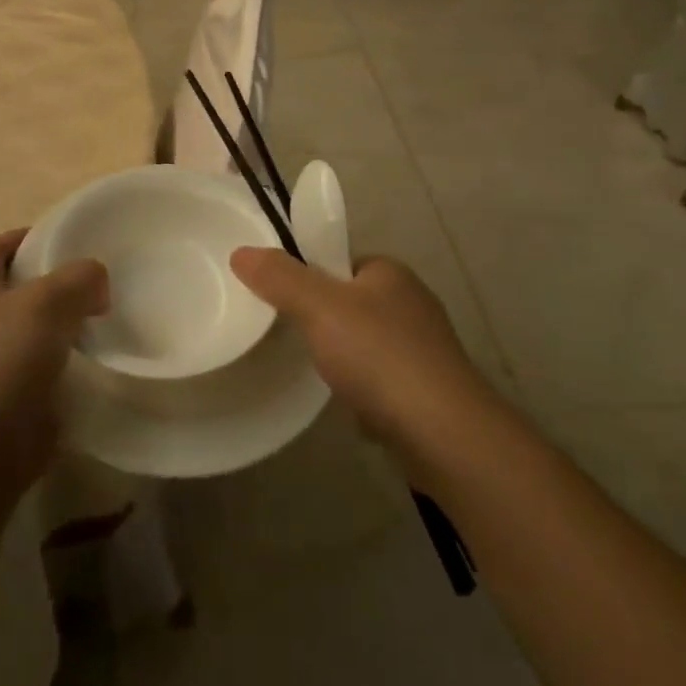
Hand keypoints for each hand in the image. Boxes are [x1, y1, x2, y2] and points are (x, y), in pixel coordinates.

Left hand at [0, 229, 107, 500]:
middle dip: (58, 282)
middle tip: (102, 279)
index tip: (71, 237)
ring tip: (109, 318)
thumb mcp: (46, 301)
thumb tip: (97, 281)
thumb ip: (79, 278)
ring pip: (36, 333)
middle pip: (20, 290)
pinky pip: (46, 373)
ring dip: (68, 326)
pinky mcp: (11, 404)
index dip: (28, 237)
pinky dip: (70, 366)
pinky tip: (101, 364)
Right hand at [230, 249, 494, 465]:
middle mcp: (412, 302)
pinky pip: (383, 381)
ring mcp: (425, 348)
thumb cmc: (379, 356)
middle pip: (352, 303)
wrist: (443, 433)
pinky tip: (352, 409)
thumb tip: (242, 252)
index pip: (340, 262)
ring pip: (366, 344)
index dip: (311, 277)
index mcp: (391, 272)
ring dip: (344, 359)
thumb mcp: (319, 307)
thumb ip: (280, 278)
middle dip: (324, 323)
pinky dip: (365, 392)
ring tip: (319, 377)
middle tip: (294, 341)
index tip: (283, 301)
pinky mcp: (429, 390)